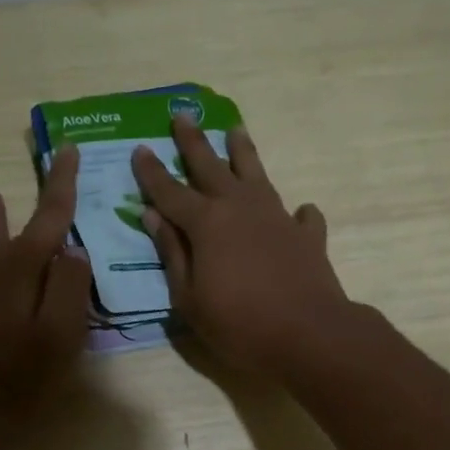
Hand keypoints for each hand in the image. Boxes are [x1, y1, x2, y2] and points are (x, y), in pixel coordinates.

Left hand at [0, 146, 91, 427]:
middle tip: (45, 168)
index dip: (62, 184)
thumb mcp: (62, 331)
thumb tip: (73, 250)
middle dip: (35, 199)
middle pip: (19, 227)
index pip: (51, 216)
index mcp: (26, 268)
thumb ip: (72, 285)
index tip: (69, 150)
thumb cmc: (22, 373)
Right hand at [132, 118, 353, 376]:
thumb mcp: (190, 299)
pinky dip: (296, 213)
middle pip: (211, 166)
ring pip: (256, 175)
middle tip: (182, 115)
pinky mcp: (307, 235)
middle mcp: (241, 208)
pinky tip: (299, 212)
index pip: (170, 191)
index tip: (139, 148)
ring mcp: (278, 217)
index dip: (152, 172)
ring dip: (242, 153)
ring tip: (236, 130)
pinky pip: (300, 216)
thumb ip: (172, 254)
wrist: (309, 335)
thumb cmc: (239, 324)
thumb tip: (152, 215)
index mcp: (206, 223)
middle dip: (193, 141)